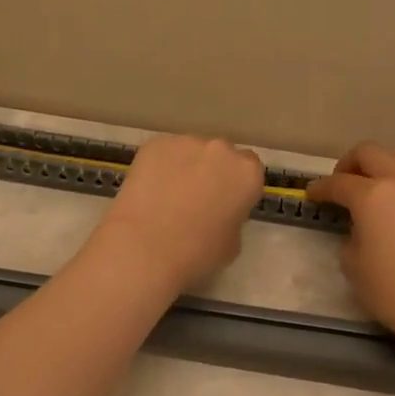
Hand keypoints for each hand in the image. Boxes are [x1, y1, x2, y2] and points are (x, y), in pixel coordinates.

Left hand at [95, 134, 265, 292]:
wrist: (144, 248)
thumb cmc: (196, 253)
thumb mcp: (232, 244)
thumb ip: (233, 218)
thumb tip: (219, 212)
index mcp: (247, 173)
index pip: (250, 169)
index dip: (237, 186)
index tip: (226, 202)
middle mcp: (221, 149)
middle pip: (221, 155)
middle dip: (213, 171)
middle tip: (197, 198)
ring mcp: (185, 142)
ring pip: (190, 152)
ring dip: (186, 167)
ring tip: (168, 195)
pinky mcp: (154, 144)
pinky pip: (164, 153)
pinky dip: (160, 167)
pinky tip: (149, 190)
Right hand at [307, 143, 394, 350]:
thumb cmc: (394, 290)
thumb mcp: (353, 264)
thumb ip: (351, 235)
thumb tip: (361, 226)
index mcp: (372, 195)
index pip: (338, 183)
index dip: (320, 188)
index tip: (312, 195)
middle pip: (369, 153)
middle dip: (349, 164)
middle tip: (341, 184)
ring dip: (380, 165)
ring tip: (373, 188)